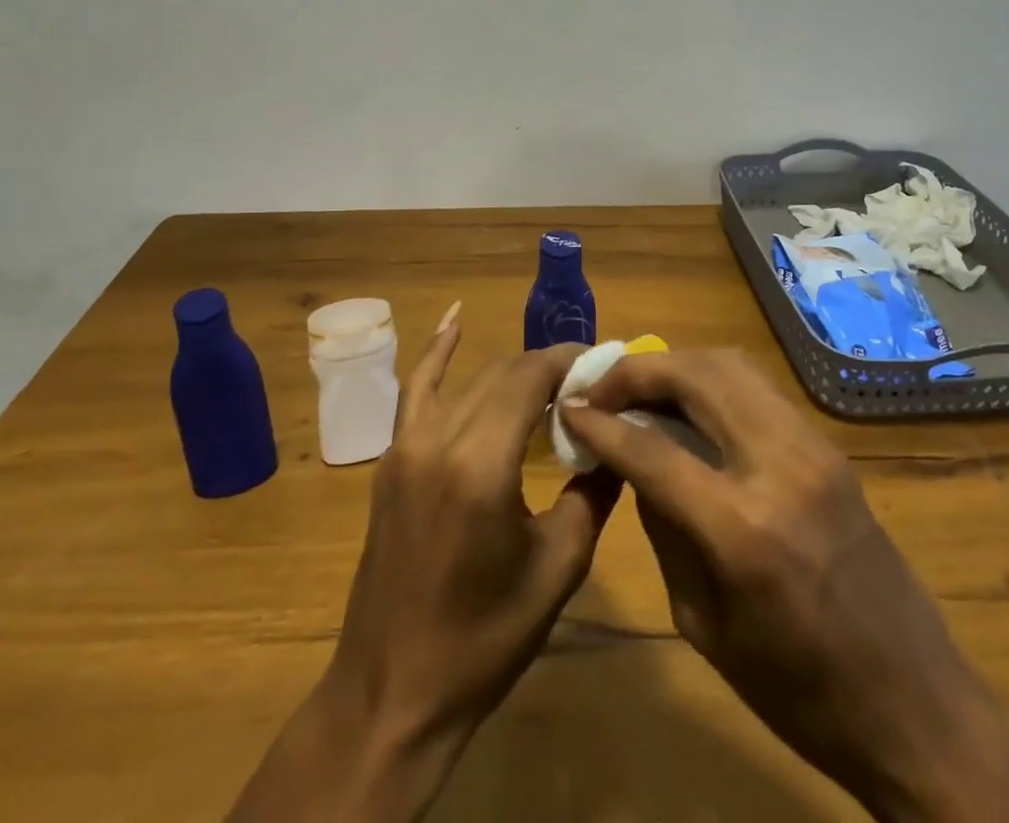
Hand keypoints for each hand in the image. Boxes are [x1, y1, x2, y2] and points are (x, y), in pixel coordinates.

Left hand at [231, 307, 619, 822]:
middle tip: (589, 382)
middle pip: (502, 373)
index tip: (605, 363)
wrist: (394, 691)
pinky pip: (415, 389)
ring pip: (470, 381)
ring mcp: (406, 444)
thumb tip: (617, 436)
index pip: (531, 377)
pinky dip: (437, 351)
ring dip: (512, 372)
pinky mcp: (391, 458)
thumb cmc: (484, 638)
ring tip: (553, 380)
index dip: (569, 360)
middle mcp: (438, 438)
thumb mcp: (558, 568)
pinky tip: (455, 317)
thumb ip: (594, 492)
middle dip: (548, 367)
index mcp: (481, 463)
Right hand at [564, 349, 1008, 822]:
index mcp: (741, 528)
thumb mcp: (704, 623)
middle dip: (637, 371)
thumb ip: (664, 527)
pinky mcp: (828, 446)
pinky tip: (689, 404)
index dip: (601, 423)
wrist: (916, 706)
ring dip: (676, 365)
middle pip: (695, 375)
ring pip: (729, 365)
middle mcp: (778, 465)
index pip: (652, 447)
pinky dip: (712, 380)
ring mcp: (811, 446)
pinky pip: (757, 388)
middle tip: (601, 389)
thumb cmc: (798, 693)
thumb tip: (632, 461)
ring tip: (640, 388)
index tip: (568, 408)